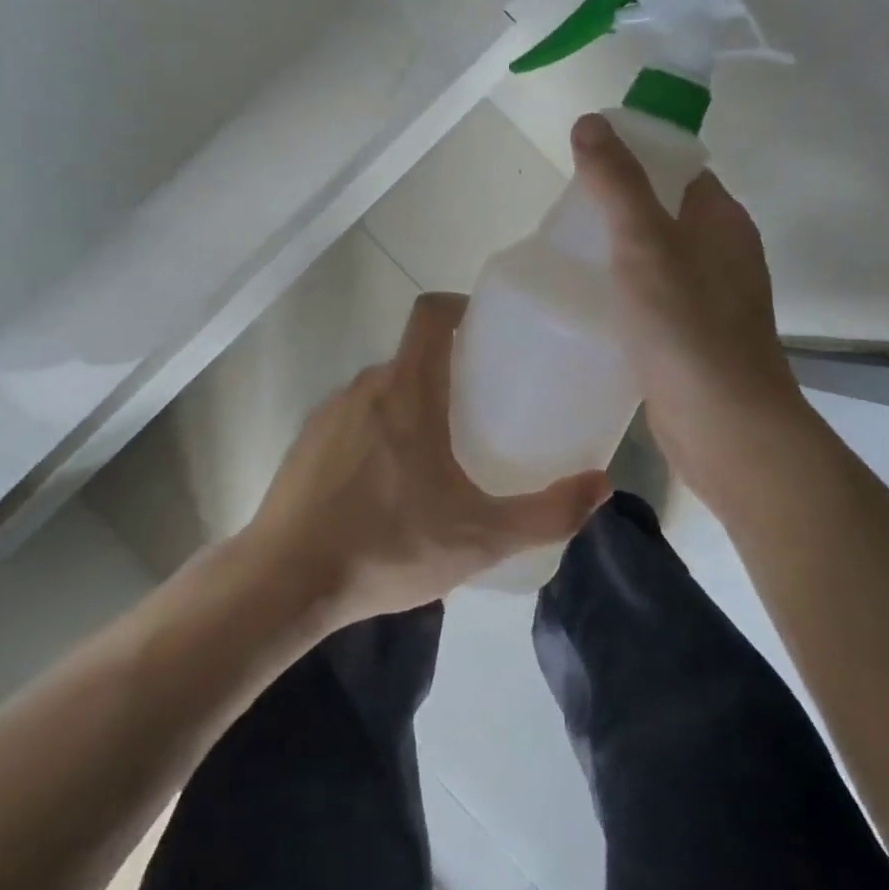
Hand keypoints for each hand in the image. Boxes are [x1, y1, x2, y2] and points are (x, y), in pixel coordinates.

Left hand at [244, 293, 610, 624]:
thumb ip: (548, 512)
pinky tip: (391, 486)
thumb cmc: (388, 546)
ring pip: (383, 390)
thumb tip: (603, 486)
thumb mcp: (481, 538)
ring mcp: (328, 414)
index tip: (490, 332)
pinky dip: (380, 432)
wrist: (285, 582)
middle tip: (483, 407)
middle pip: (413, 355)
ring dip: (413, 404)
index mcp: (406, 390)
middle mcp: (363, 388)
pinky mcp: (306, 444)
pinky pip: (354, 419)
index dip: (462, 307)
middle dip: (449, 369)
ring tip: (441, 452)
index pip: (431, 313)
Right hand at [571, 113, 811, 507]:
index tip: (585, 171)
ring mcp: (711, 300)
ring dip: (618, 255)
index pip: (679, 169)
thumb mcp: (646, 245)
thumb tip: (591, 122)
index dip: (636, 159)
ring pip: (658, 260)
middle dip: (617, 209)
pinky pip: (654, 300)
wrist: (725, 427)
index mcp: (722, 220)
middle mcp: (723, 254)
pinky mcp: (693, 339)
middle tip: (564, 218)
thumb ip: (617, 184)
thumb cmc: (688, 328)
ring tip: (567, 257)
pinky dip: (625, 295)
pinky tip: (590, 307)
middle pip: (664, 213)